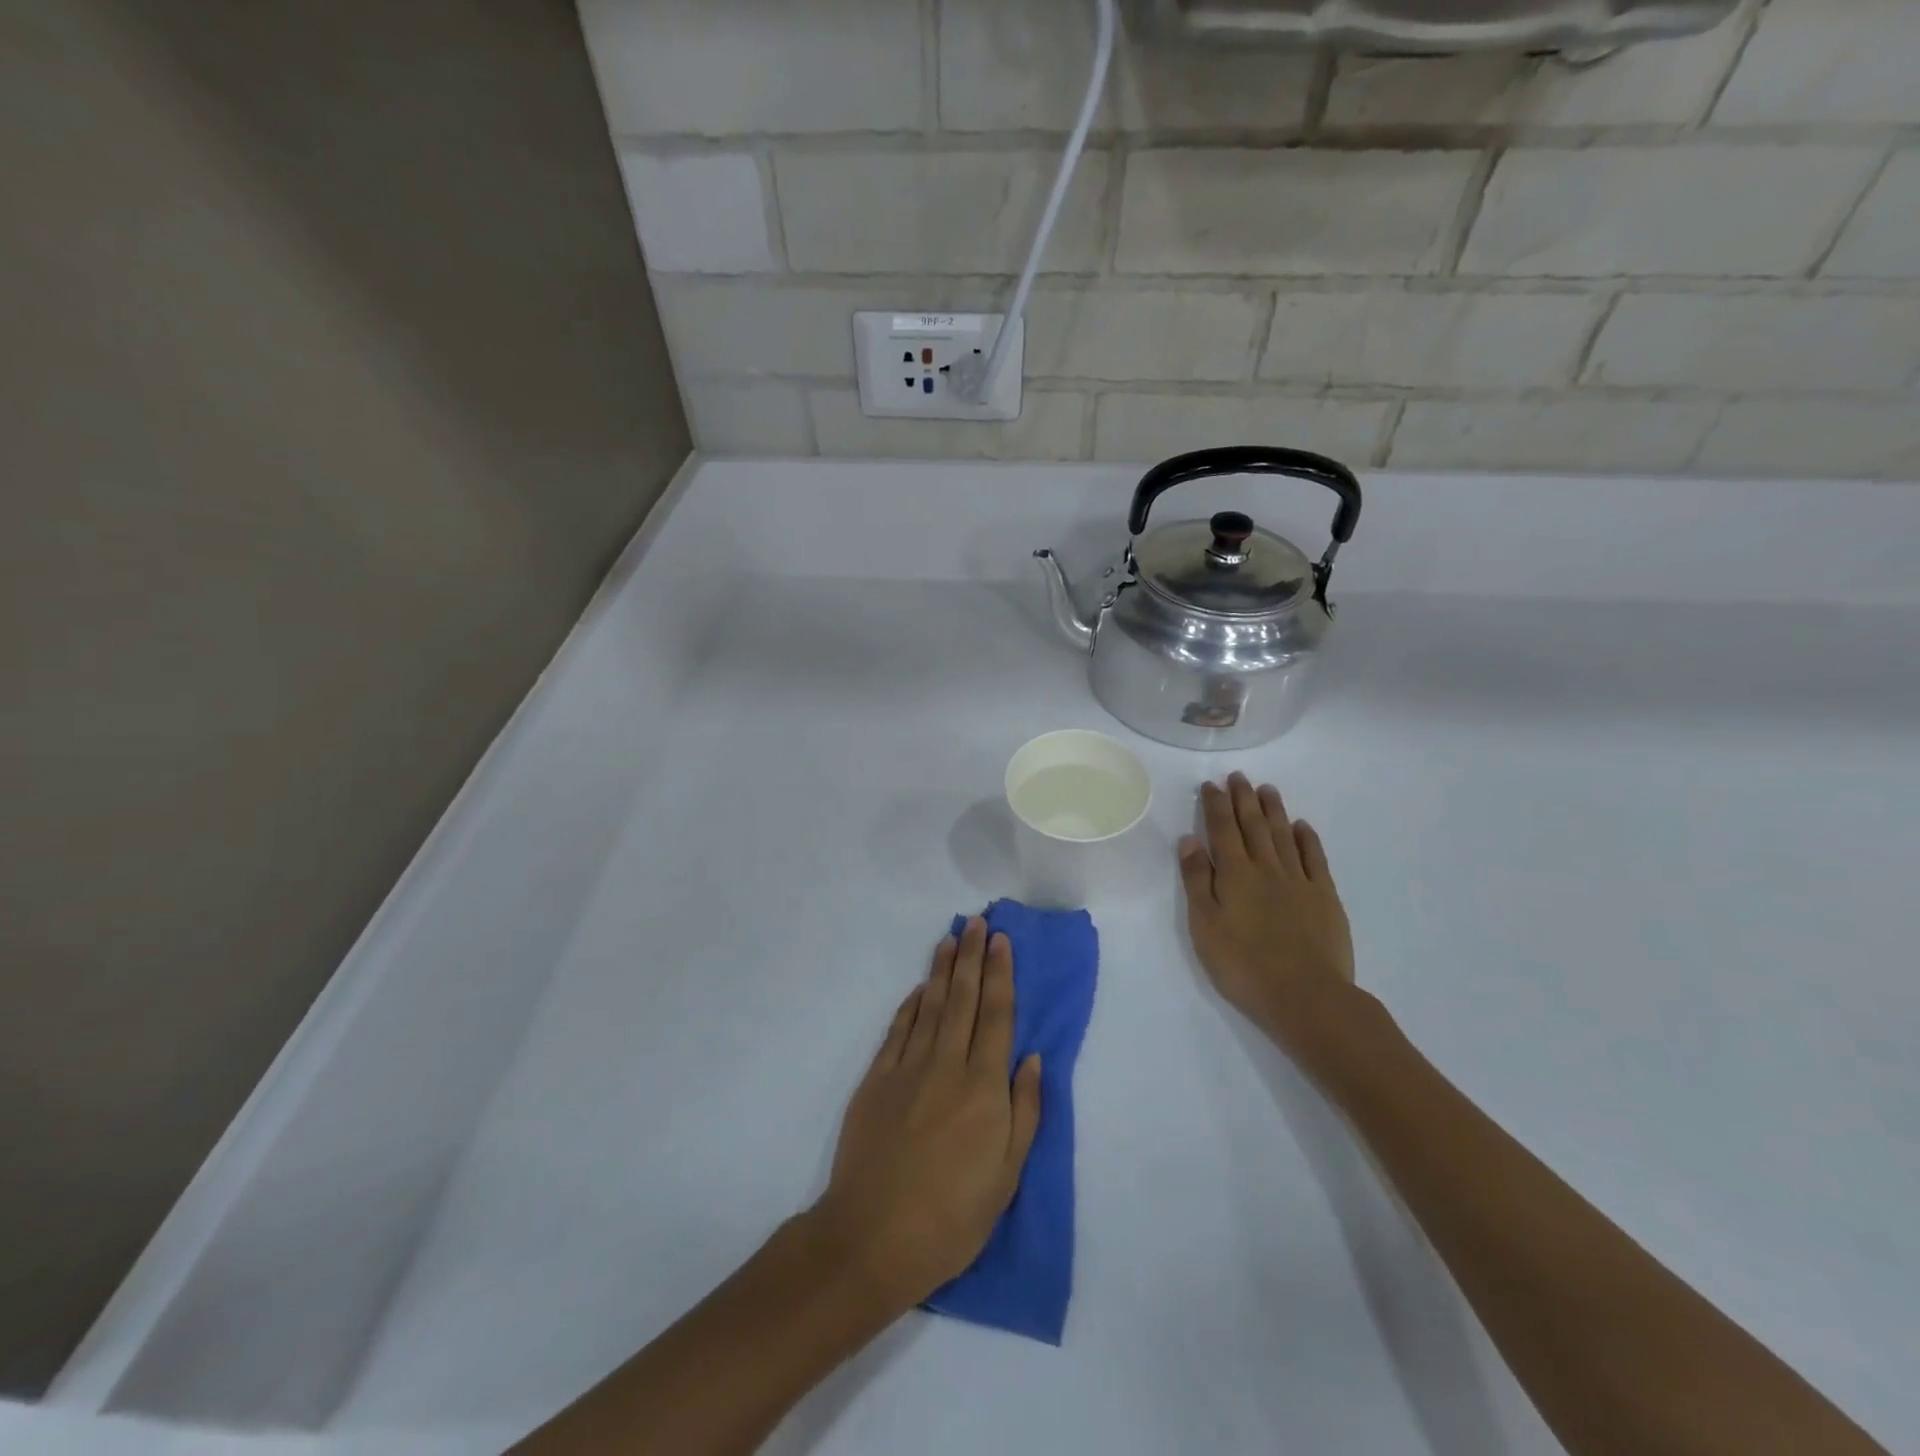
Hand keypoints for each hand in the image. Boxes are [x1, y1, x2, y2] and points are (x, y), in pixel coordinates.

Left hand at [811, 917, 1041, 1313]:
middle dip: (973, 957)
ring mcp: (907, 1068)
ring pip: (931, 1006)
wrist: (872, 1237)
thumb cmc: (951, 1216)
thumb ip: (1024, 1111)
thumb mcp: (1006, 1177)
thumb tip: (1032, 1058)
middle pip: (963, 999)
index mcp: (983, 1087)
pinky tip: (920, 988)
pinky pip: (898, 1030)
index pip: (996, 1016)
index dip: (1000, 974)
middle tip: (979, 921)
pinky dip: (911, 1004)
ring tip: (952, 938)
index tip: (1002, 941)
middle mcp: (946, 1065)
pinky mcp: (877, 1079)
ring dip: (943, 970)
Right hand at [1179, 774, 1356, 1056]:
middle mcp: (1266, 868)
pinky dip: (1307, 838)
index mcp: (1235, 874)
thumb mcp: (1204, 926)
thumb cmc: (1243, 965)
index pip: (1222, 829)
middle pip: (1254, 825)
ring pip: (1284, 835)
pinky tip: (1302, 826)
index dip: (1216, 805)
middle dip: (1243, 799)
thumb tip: (1189, 840)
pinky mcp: (1324, 897)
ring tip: (1266, 789)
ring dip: (1273, 810)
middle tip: (1239, 776)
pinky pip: (1315, 858)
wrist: (1306, 996)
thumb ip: (1197, 880)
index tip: (1211, 785)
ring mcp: (1299, 880)